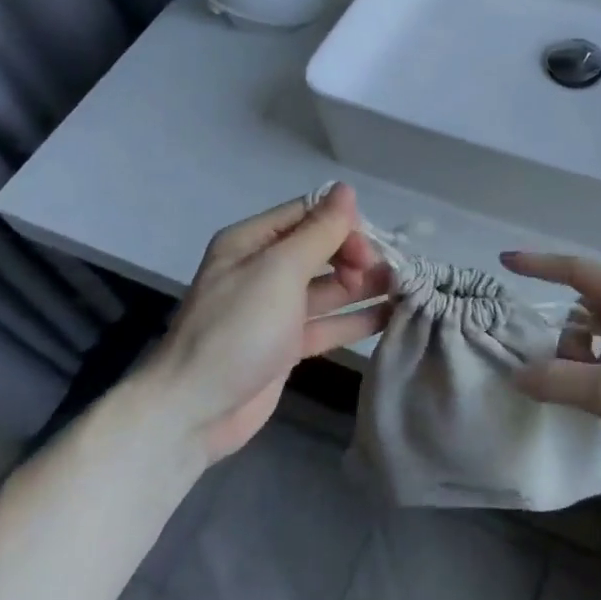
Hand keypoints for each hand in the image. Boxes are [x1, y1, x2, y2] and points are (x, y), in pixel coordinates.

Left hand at [152, 184, 392, 460]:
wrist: (194, 409)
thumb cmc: (237, 329)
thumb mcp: (279, 271)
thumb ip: (318, 232)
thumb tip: (346, 189)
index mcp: (252, 242)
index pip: (308, 214)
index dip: (343, 224)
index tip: (370, 247)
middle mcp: (264, 269)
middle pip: (321, 249)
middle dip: (356, 256)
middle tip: (386, 275)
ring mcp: (276, 309)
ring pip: (329, 288)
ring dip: (364, 286)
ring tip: (406, 290)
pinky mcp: (287, 345)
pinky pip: (328, 323)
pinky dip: (357, 319)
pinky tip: (391, 316)